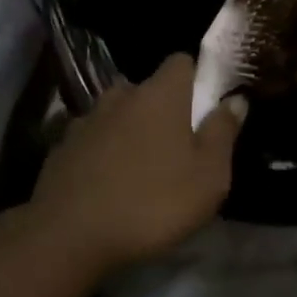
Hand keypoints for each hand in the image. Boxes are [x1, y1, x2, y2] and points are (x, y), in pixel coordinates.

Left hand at [30, 54, 243, 270]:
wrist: (70, 235)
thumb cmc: (152, 203)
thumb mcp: (208, 177)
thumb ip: (223, 133)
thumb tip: (235, 100)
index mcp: (160, 95)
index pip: (181, 62)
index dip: (196, 79)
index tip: (205, 108)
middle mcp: (119, 97)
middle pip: (146, 89)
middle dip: (161, 109)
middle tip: (175, 146)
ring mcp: (85, 120)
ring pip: (115, 114)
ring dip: (128, 130)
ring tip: (138, 166)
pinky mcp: (61, 147)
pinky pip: (91, 140)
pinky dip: (101, 152)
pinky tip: (106, 183)